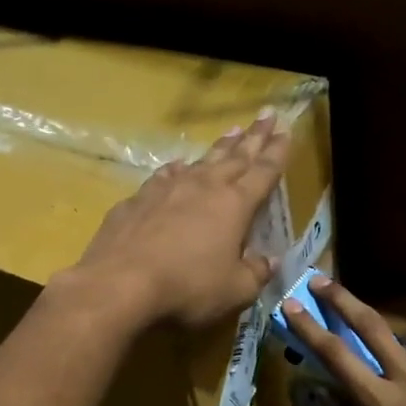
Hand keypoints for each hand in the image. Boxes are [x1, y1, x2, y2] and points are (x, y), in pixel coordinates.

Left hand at [59, 113, 290, 331]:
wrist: (120, 282)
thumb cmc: (187, 287)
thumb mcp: (234, 290)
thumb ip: (255, 273)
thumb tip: (269, 261)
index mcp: (234, 206)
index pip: (263, 172)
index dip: (277, 151)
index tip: (285, 131)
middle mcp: (203, 187)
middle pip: (235, 157)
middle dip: (254, 137)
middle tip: (266, 115)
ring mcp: (167, 189)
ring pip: (200, 161)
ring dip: (219, 147)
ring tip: (231, 132)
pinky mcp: (137, 200)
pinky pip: (164, 177)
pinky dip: (176, 169)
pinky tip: (177, 167)